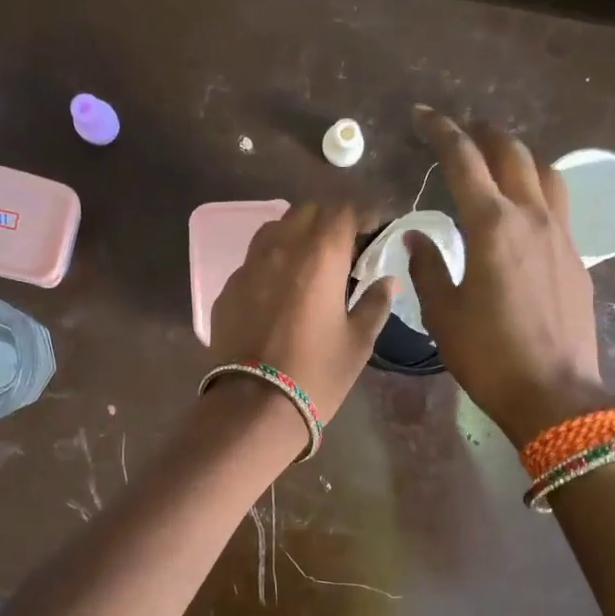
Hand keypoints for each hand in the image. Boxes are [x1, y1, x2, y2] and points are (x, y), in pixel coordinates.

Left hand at [208, 202, 396, 431]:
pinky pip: (254, 260)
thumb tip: (386, 282)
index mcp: (320, 255)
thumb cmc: (317, 373)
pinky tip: (280, 292)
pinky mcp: (228, 288)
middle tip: (345, 249)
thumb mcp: (358, 342)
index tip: (375, 232)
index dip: (364, 215)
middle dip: (330, 221)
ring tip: (310, 264)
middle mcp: (281, 248)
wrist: (255, 406)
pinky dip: (273, 264)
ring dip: (297, 235)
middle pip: (307, 211)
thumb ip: (375, 303)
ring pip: (275, 229)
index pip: (344, 210)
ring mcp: (249, 266)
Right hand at [406, 108, 614, 445]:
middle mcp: (531, 217)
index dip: (442, 131)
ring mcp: (561, 235)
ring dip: (519, 157)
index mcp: (492, 225)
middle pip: (512, 153)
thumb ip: (428, 267)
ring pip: (546, 173)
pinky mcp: (577, 258)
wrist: (554, 393)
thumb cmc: (488, 355)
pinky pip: (558, 206)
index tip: (423, 116)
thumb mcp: (444, 314)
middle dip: (484, 132)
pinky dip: (537, 191)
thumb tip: (417, 237)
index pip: (464, 160)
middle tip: (461, 131)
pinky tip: (523, 213)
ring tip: (498, 164)